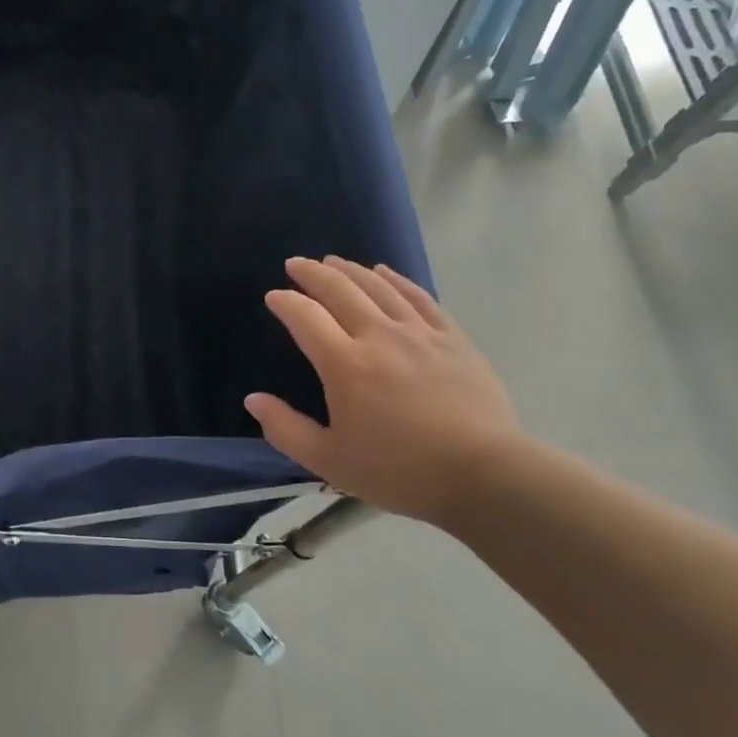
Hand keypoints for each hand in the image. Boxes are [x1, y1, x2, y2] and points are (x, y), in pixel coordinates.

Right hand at [245, 257, 521, 527]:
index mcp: (346, 365)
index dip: (286, 303)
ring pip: (379, 287)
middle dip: (313, 274)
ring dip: (351, 270)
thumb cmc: (399, 471)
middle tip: (296, 263)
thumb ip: (285, 429)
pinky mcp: (452, 339)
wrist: (484, 475)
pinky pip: (419, 298)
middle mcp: (380, 336)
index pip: (306, 318)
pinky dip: (397, 280)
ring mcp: (420, 334)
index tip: (274, 296)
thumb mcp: (329, 461)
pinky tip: (385, 273)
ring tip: (333, 261)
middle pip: (341, 291)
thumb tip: (253, 400)